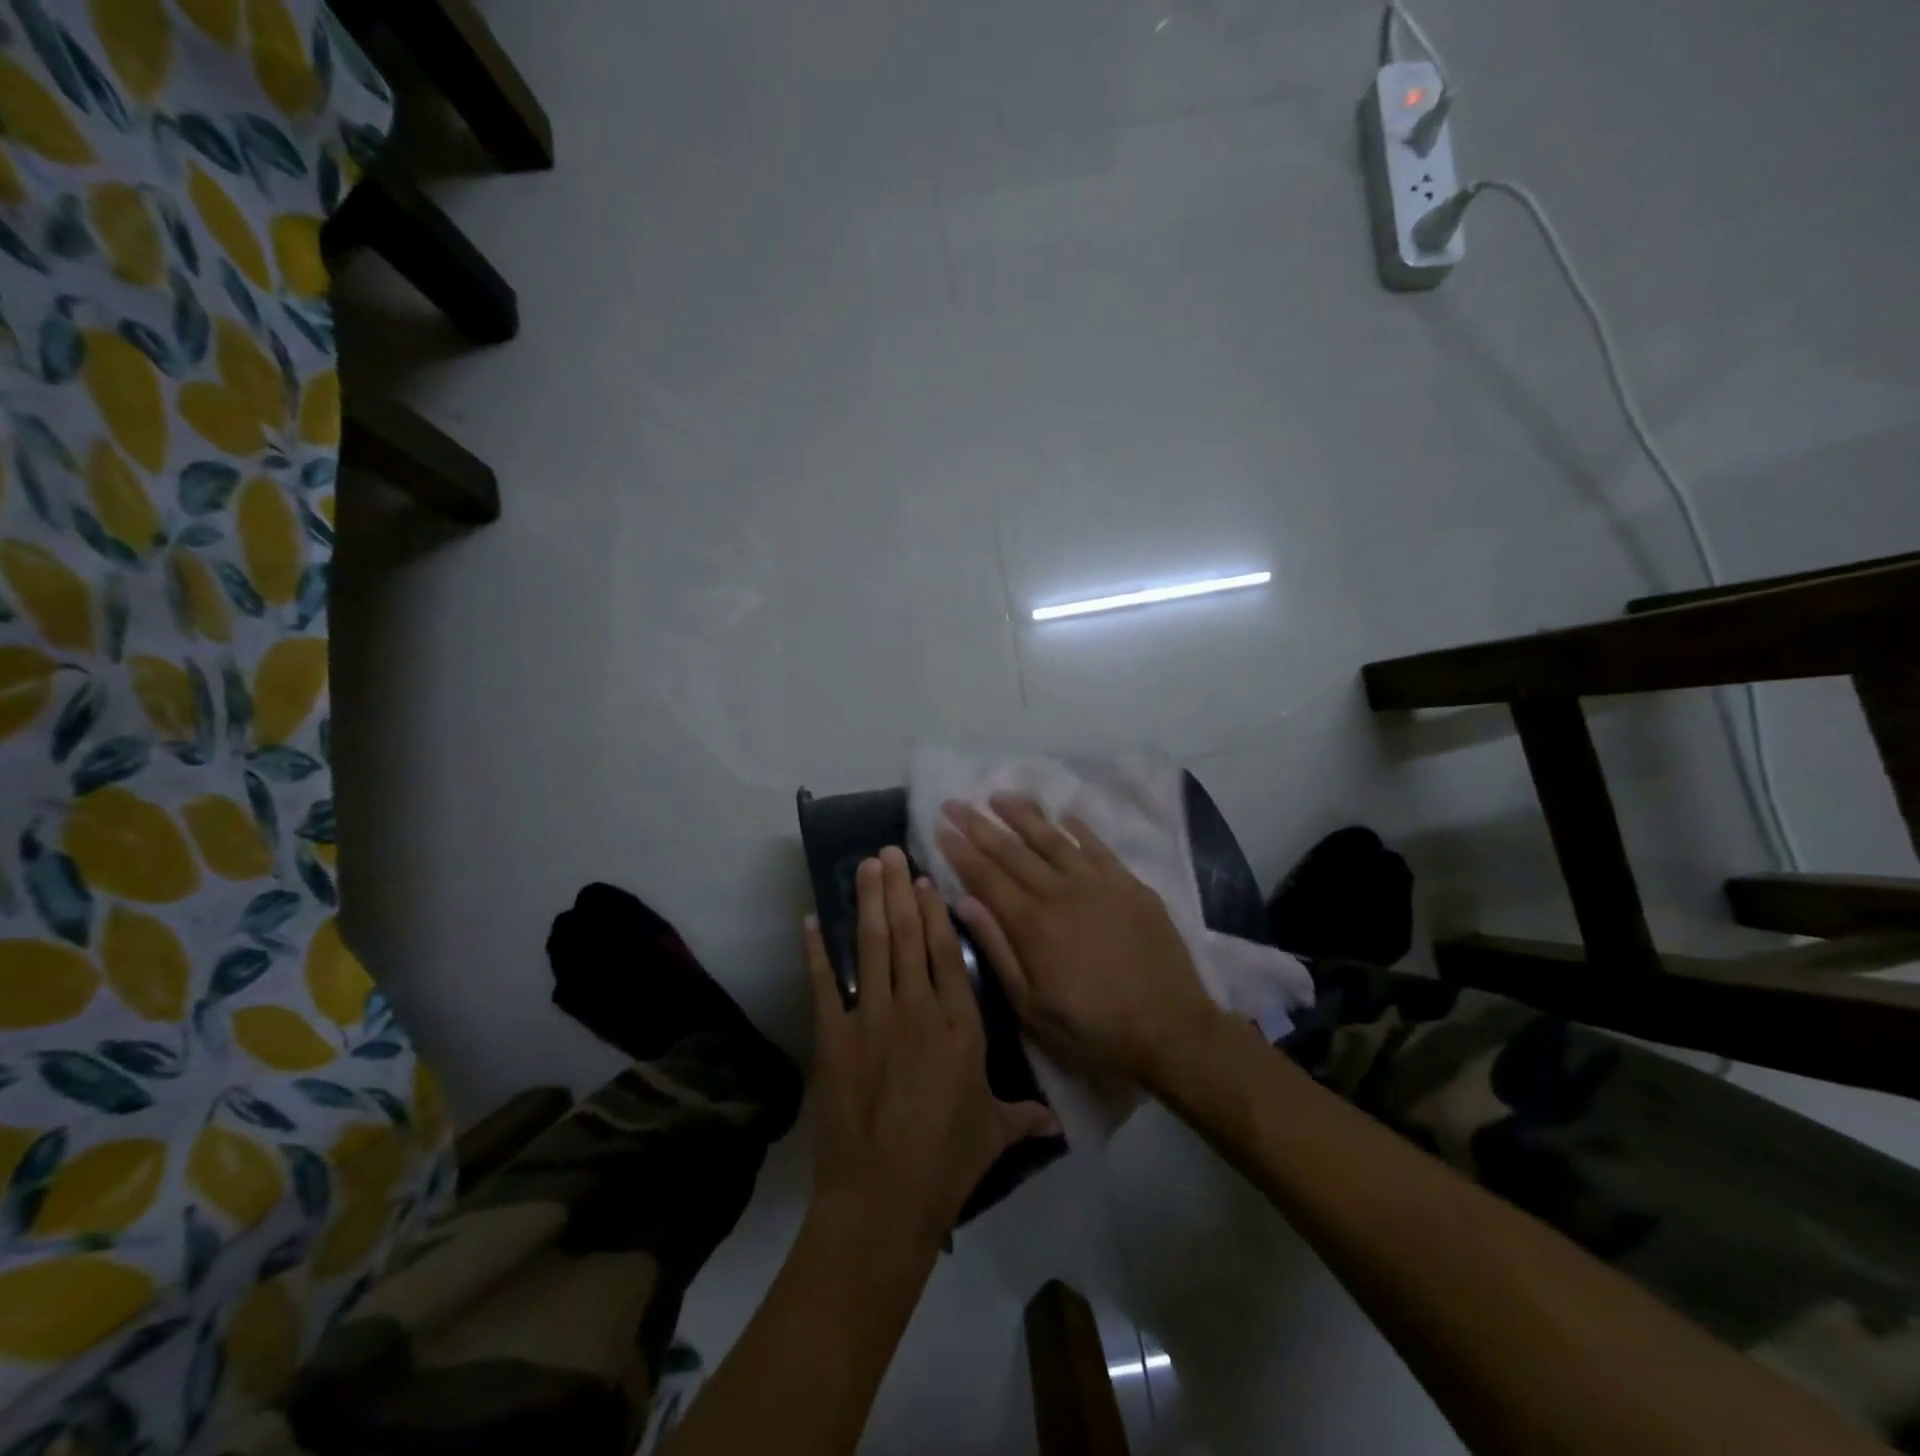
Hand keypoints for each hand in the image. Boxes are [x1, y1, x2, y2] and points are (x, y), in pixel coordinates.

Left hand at [804, 847, 1056, 1246]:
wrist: (883, 1201)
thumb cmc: (945, 1165)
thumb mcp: (993, 1135)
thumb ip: (1023, 1117)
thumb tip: (1058, 1122)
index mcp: (960, 1026)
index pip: (947, 953)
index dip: (935, 911)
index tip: (924, 878)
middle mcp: (918, 1010)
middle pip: (908, 937)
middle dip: (898, 890)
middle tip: (887, 851)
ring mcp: (873, 1020)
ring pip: (872, 947)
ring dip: (868, 903)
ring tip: (864, 866)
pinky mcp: (835, 1038)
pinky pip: (825, 984)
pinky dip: (816, 951)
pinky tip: (810, 920)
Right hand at [935, 795, 1224, 1091]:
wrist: (1170, 1030)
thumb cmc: (1093, 1028)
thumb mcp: (1032, 1006)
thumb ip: (997, 950)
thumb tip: (963, 903)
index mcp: (1032, 924)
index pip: (986, 876)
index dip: (960, 849)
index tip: (940, 825)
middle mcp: (1061, 892)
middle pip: (1012, 850)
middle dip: (979, 823)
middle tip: (955, 801)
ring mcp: (1099, 884)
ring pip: (1053, 839)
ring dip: (1024, 815)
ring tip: (999, 795)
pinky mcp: (1131, 886)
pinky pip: (1099, 847)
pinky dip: (1079, 828)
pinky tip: (1064, 814)